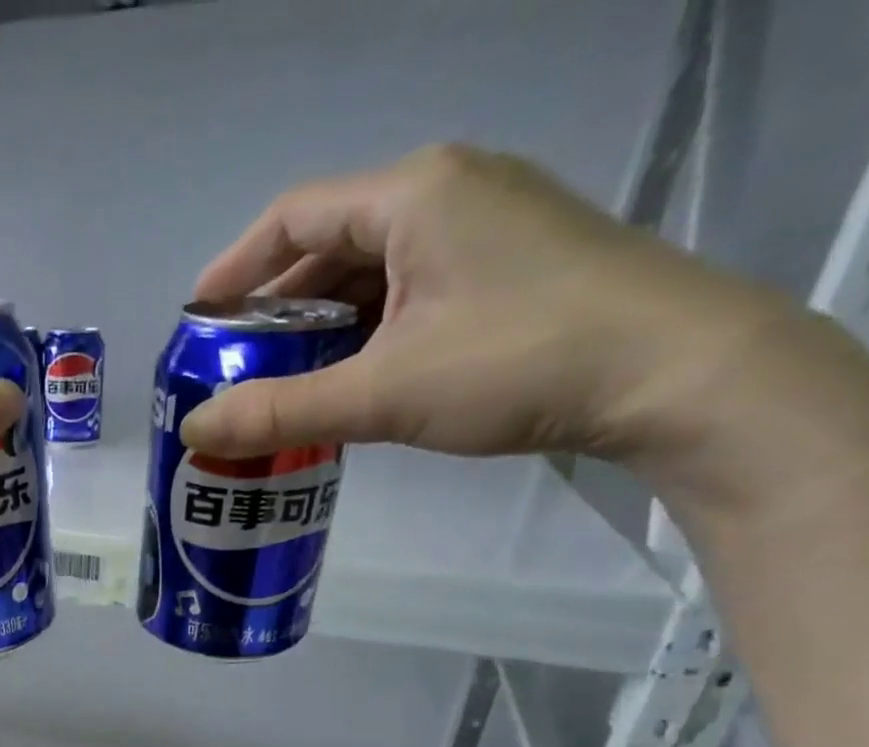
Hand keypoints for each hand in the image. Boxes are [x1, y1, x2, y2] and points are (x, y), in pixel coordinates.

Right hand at [180, 144, 795, 464]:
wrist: (674, 372)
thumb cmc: (518, 362)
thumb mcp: (383, 392)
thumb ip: (281, 411)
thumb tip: (194, 432)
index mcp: (412, 194)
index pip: (294, 215)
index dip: (235, 268)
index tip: (196, 322)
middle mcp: (447, 193)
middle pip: (330, 245)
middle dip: (275, 309)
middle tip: (236, 369)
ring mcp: (485, 228)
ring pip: (372, 273)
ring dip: (320, 327)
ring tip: (283, 384)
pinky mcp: (508, 269)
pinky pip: (410, 292)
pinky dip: (367, 334)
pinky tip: (350, 380)